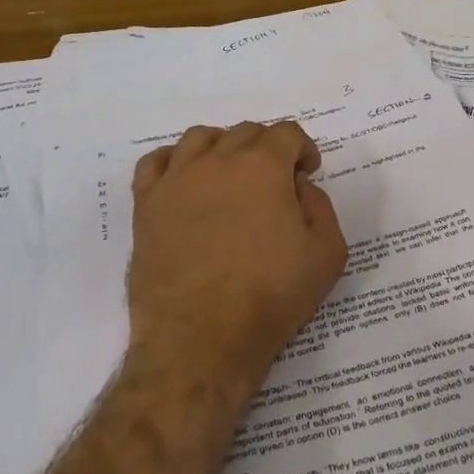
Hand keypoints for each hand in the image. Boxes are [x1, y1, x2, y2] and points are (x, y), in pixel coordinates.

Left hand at [127, 121, 348, 407]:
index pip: (286, 133)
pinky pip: (156, 162)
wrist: (201, 341)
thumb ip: (320, 206)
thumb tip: (297, 186)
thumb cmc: (270, 298)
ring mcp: (177, 180)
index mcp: (263, 166)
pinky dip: (174, 161)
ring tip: (230, 177)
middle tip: (275, 183)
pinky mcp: (147, 204)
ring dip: (222, 148)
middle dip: (267, 149)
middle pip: (245, 132)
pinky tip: (186, 181)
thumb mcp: (327, 254)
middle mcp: (218, 160)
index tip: (307, 173)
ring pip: (200, 138)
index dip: (302, 149)